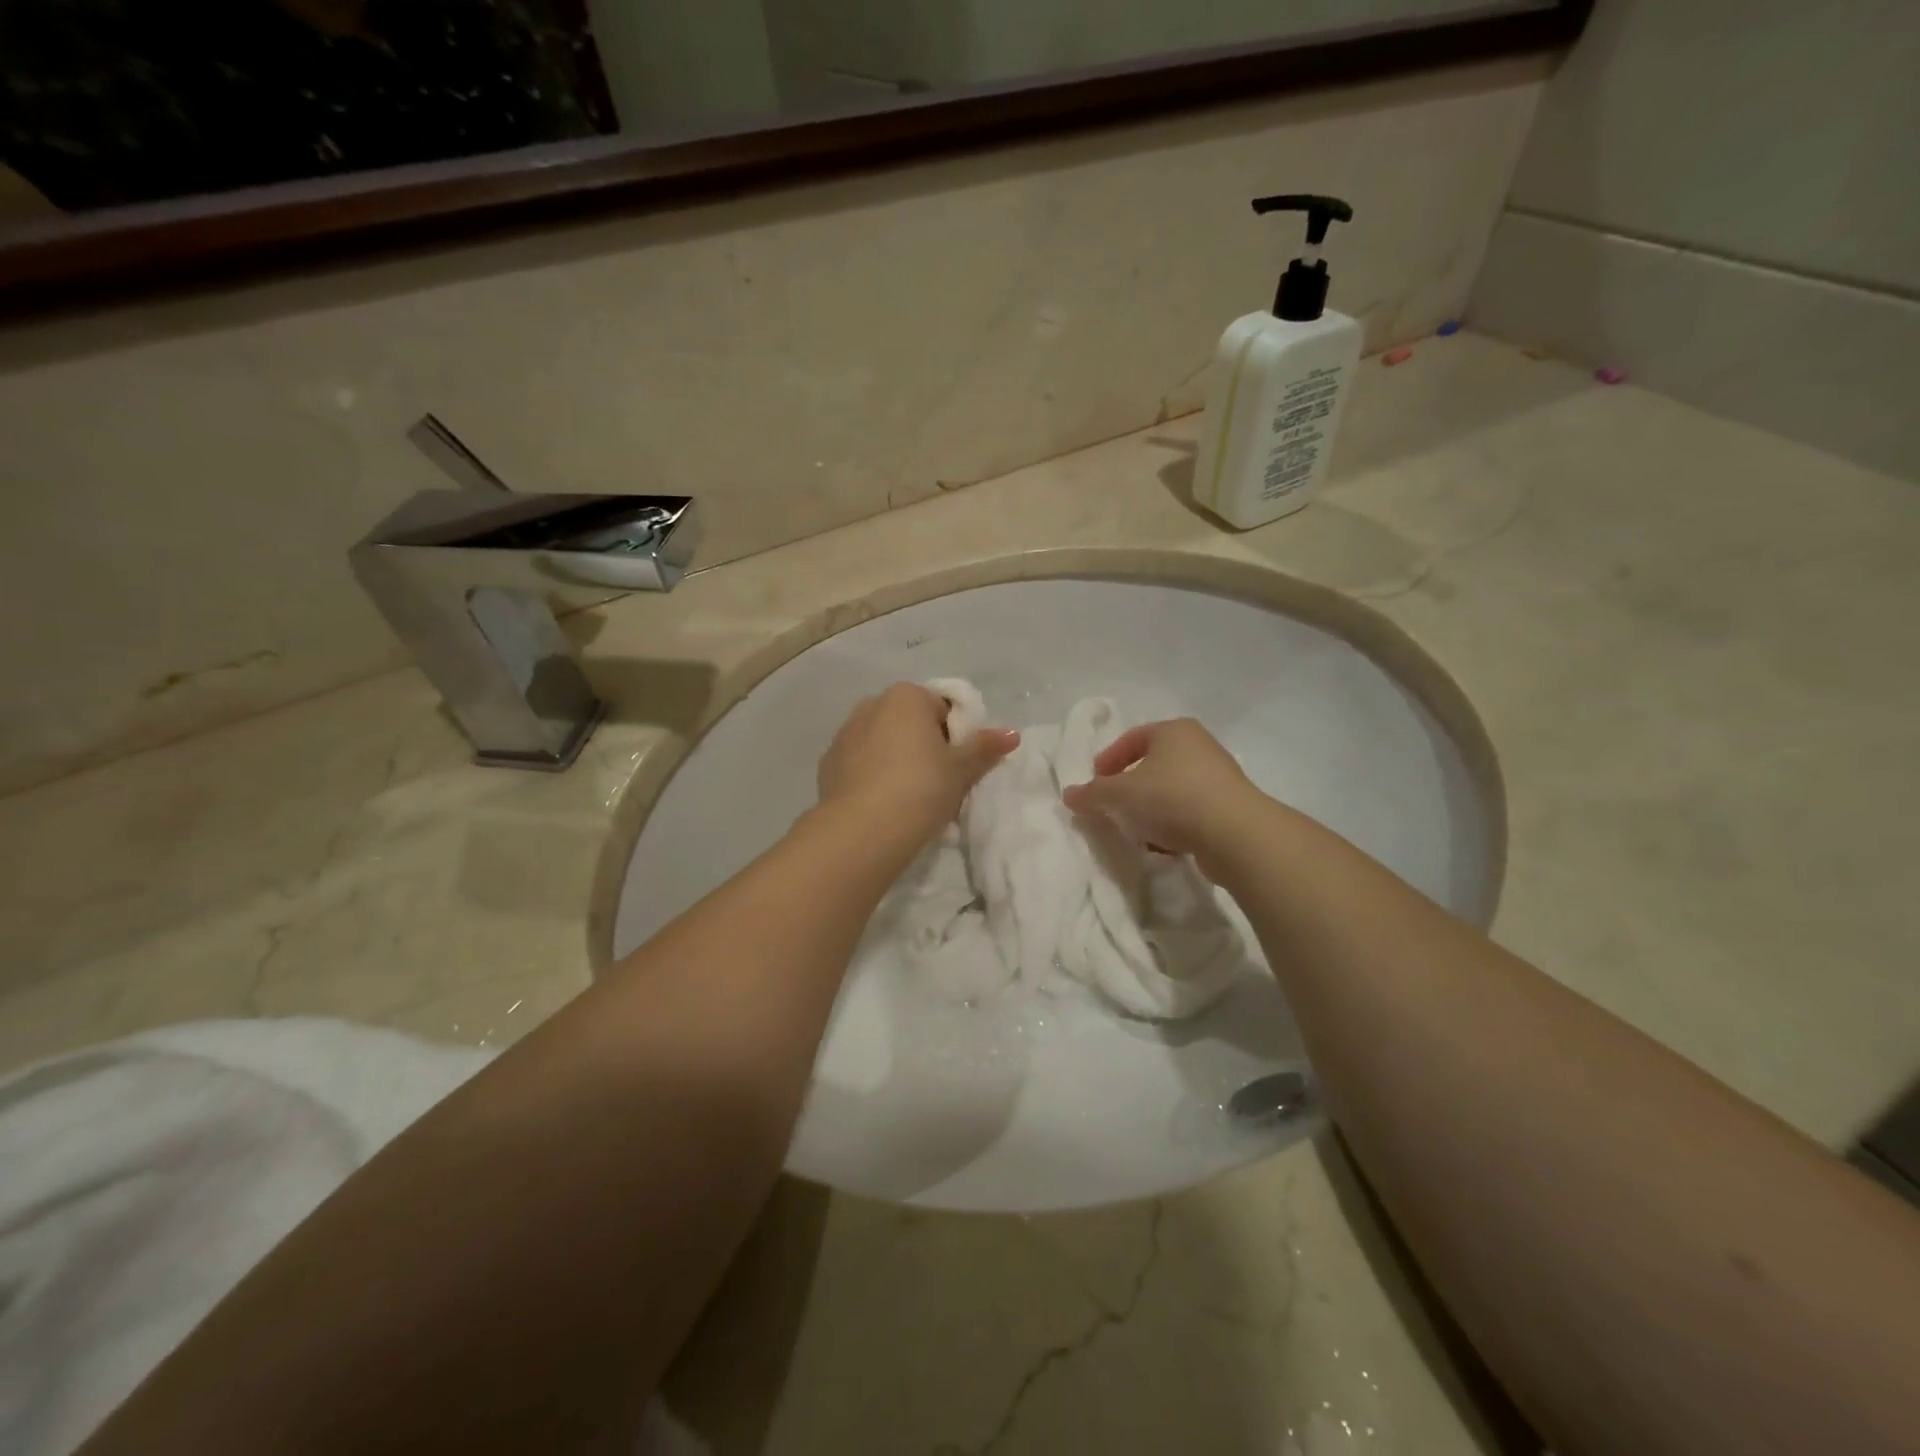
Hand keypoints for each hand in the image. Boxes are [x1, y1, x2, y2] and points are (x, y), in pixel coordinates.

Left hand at [817, 683, 1019, 843]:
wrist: (862, 830)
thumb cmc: (921, 789)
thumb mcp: (961, 770)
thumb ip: (985, 748)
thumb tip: (1011, 734)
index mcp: (907, 697)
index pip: (941, 707)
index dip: (954, 736)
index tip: (957, 766)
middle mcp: (872, 704)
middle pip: (909, 722)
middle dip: (923, 745)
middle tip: (937, 782)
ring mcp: (845, 733)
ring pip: (881, 741)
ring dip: (895, 759)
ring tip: (908, 796)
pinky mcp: (828, 763)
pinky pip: (860, 762)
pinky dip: (872, 775)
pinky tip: (881, 803)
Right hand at [1060, 718, 1259, 871]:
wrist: (1235, 834)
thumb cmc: (1172, 798)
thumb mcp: (1120, 794)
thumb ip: (1092, 794)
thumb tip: (1069, 795)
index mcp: (1174, 731)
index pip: (1133, 738)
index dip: (1109, 759)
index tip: (1095, 782)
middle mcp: (1199, 746)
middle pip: (1153, 764)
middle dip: (1128, 786)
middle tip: (1110, 806)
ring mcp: (1218, 778)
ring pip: (1171, 790)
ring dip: (1149, 809)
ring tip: (1133, 829)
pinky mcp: (1229, 808)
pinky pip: (1189, 812)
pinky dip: (1171, 825)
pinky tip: (1160, 845)